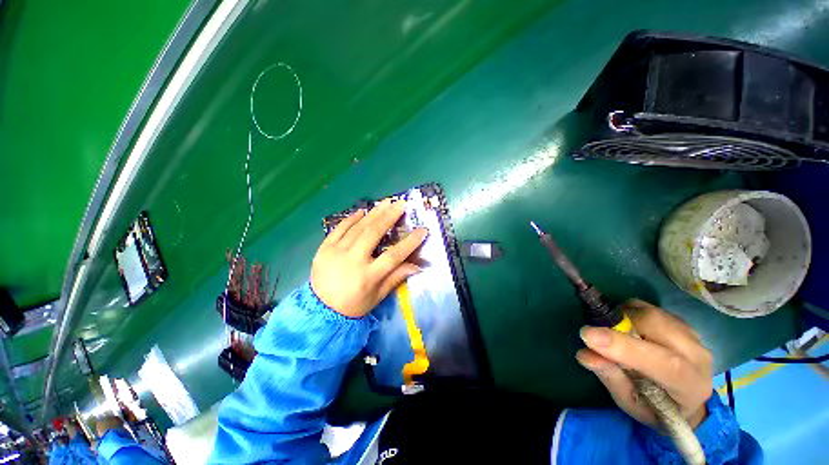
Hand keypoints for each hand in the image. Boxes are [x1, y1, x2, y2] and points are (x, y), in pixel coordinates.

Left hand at [311, 199, 426, 317]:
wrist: (320, 310)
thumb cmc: (353, 305)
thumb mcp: (378, 296)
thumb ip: (396, 278)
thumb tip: (417, 265)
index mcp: (368, 277)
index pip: (393, 256)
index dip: (410, 242)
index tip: (422, 230)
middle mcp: (352, 261)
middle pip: (373, 234)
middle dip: (389, 217)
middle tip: (401, 204)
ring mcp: (336, 253)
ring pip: (358, 228)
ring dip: (373, 213)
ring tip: (385, 202)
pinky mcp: (324, 248)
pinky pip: (339, 229)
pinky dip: (351, 219)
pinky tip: (362, 211)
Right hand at [575, 300, 711, 428]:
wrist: (686, 401)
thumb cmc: (655, 408)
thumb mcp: (630, 404)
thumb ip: (611, 379)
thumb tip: (585, 354)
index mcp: (690, 384)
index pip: (664, 362)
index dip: (624, 347)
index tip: (588, 335)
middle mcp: (697, 354)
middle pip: (655, 324)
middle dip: (618, 323)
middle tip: (596, 333)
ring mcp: (691, 334)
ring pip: (649, 312)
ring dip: (621, 317)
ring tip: (613, 334)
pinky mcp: (679, 321)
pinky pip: (647, 307)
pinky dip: (627, 312)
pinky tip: (626, 329)